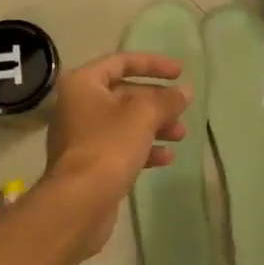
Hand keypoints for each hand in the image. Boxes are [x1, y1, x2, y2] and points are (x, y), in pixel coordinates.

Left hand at [42, 52, 190, 259]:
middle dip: (157, 101)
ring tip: (181, 135)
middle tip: (183, 110)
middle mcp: (78, 105)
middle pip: (124, 94)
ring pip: (125, 122)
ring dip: (155, 126)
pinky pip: (121, 146)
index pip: (121, 62)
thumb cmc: (108, 147)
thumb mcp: (143, 116)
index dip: (153, 64)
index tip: (180, 72)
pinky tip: (166, 158)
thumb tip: (185, 92)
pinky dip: (144, 148)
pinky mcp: (90, 163)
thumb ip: (167, 100)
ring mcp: (82, 136)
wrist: (78, 203)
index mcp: (83, 84)